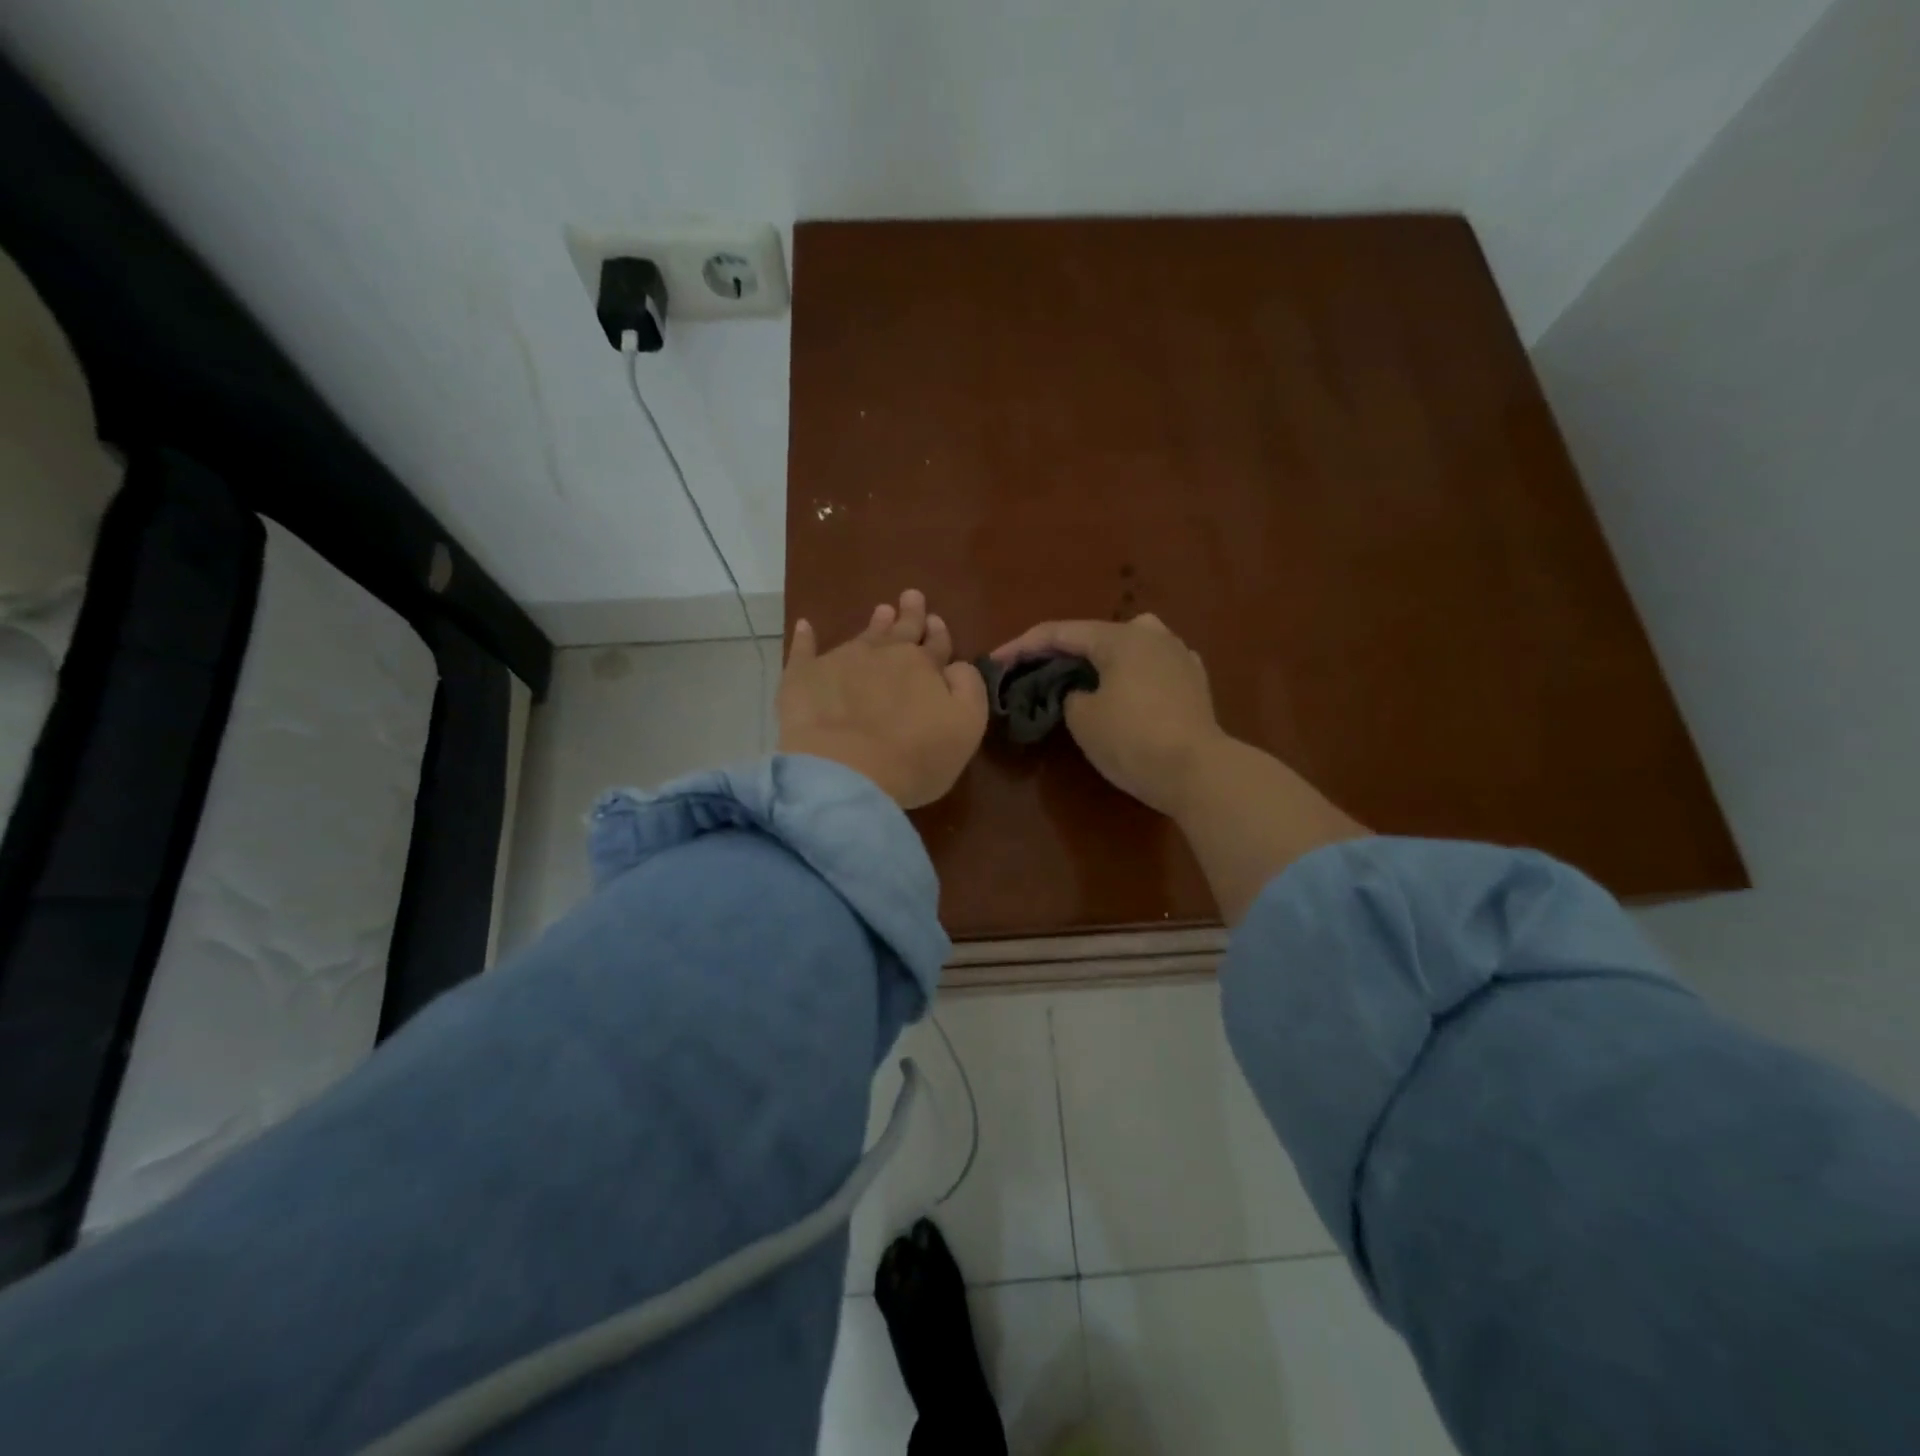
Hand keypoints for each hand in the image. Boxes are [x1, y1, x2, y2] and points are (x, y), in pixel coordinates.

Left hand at [779, 589, 988, 808]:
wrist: (846, 771)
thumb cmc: (915, 756)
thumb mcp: (966, 726)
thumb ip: (968, 689)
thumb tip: (957, 665)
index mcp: (923, 665)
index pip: (935, 644)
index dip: (937, 633)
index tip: (936, 620)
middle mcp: (883, 654)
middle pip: (901, 630)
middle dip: (909, 614)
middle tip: (911, 596)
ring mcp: (841, 661)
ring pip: (863, 636)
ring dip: (874, 624)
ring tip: (881, 611)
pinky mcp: (804, 677)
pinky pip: (804, 650)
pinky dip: (805, 638)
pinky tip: (804, 626)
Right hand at [992, 614, 1223, 815]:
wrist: (1198, 771)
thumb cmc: (1133, 739)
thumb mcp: (1083, 718)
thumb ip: (1071, 694)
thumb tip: (1083, 691)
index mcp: (1120, 637)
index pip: (1059, 633)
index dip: (1022, 646)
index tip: (995, 661)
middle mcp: (1151, 635)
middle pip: (1095, 635)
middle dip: (1063, 651)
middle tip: (1036, 671)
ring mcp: (1178, 655)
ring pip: (1128, 645)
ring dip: (1100, 658)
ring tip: (1081, 676)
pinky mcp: (1194, 681)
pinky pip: (1151, 666)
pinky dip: (1129, 672)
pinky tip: (1124, 687)